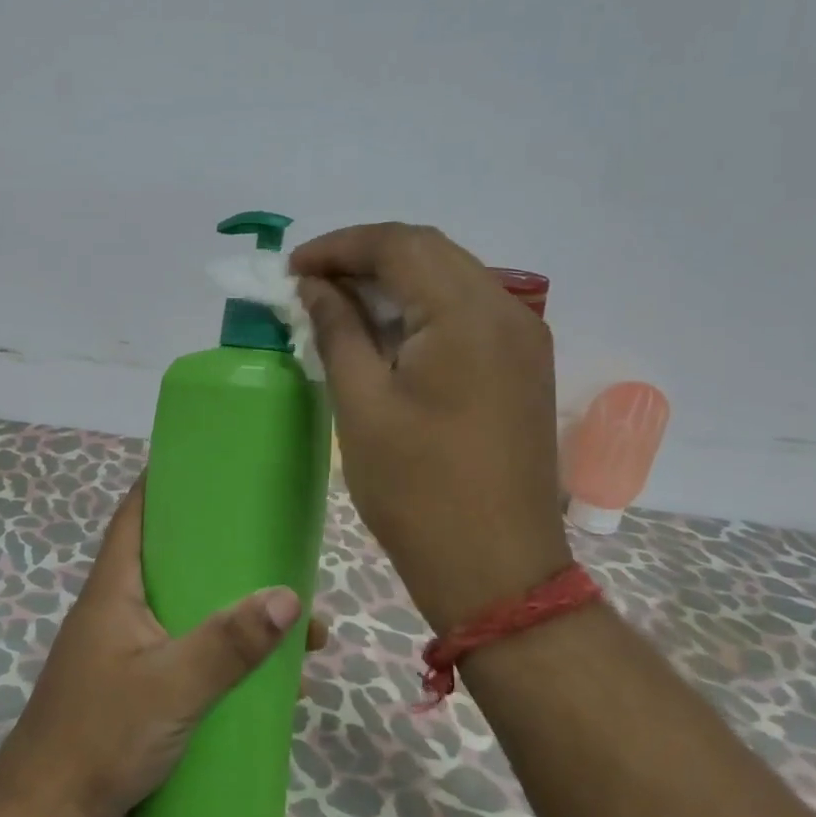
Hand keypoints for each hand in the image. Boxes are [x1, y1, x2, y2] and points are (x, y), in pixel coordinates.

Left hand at [0, 479, 329, 816]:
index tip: (209, 466)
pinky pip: (186, 649)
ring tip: (289, 620)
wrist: (48, 816)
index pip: (135, 514)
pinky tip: (262, 674)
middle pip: (172, 561)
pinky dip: (221, 651)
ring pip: (186, 609)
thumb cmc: (101, 734)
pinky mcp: (135, 684)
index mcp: (115, 587)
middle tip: (273, 547)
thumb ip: (229, 643)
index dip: (165, 482)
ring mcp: (125, 648)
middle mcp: (118, 608)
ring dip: (231, 610)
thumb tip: (289, 596)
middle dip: (223, 554)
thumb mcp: (173, 685)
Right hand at [292, 222, 571, 632]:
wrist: (497, 572)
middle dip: (365, 257)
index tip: (292, 269)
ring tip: (339, 305)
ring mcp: (523, 339)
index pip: (399, 244)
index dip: (339, 246)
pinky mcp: (523, 366)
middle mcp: (507, 311)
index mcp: (467, 315)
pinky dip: (421, 308)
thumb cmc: (417, 490)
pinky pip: (467, 312)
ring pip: (450, 278)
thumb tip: (314, 286)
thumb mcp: (361, 404)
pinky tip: (385, 333)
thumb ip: (337, 329)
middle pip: (429, 252)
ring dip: (393, 281)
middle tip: (310, 284)